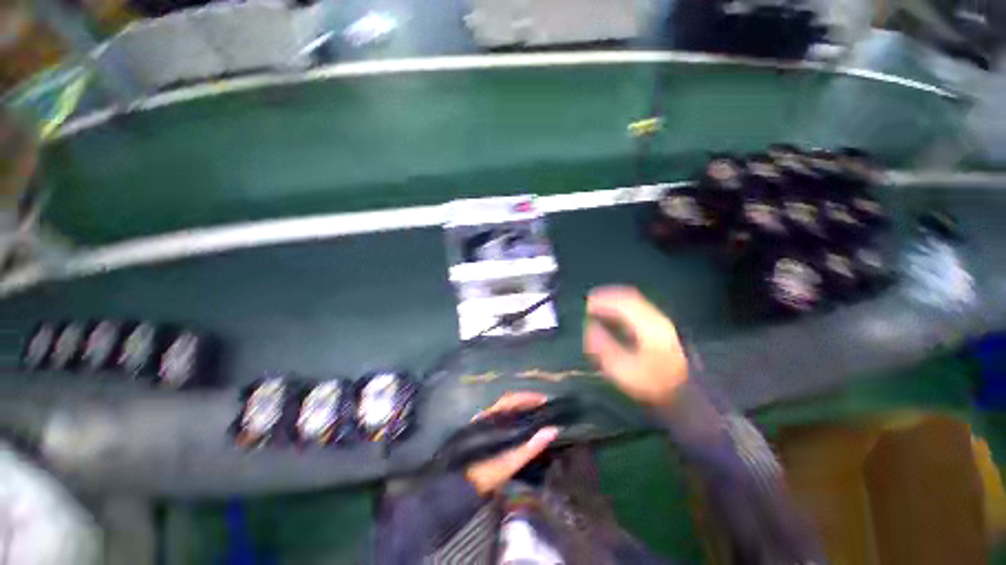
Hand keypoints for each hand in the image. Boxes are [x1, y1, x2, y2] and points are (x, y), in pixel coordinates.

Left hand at [464, 392, 558, 496]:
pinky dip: (510, 417)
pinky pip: (498, 417)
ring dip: (518, 408)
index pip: (512, 399)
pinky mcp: (479, 432)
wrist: (458, 486)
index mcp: (493, 418)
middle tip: (541, 406)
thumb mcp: (510, 462)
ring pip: (502, 409)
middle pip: (507, 402)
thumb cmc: (485, 472)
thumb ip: (531, 446)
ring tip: (533, 414)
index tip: (544, 399)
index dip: (528, 397)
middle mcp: (486, 416)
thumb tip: (552, 430)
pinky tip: (517, 426)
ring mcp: (481, 423)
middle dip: (525, 401)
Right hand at [584, 286, 688, 405]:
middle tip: (591, 300)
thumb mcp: (623, 369)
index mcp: (647, 325)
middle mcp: (656, 319)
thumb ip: (603, 347)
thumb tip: (590, 328)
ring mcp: (661, 323)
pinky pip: (639, 310)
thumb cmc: (652, 383)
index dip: (603, 300)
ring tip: (599, 306)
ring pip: (635, 303)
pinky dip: (623, 309)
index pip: (623, 303)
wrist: (686, 395)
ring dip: (616, 302)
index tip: (587, 303)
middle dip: (609, 297)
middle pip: (630, 298)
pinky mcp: (662, 330)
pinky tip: (616, 317)